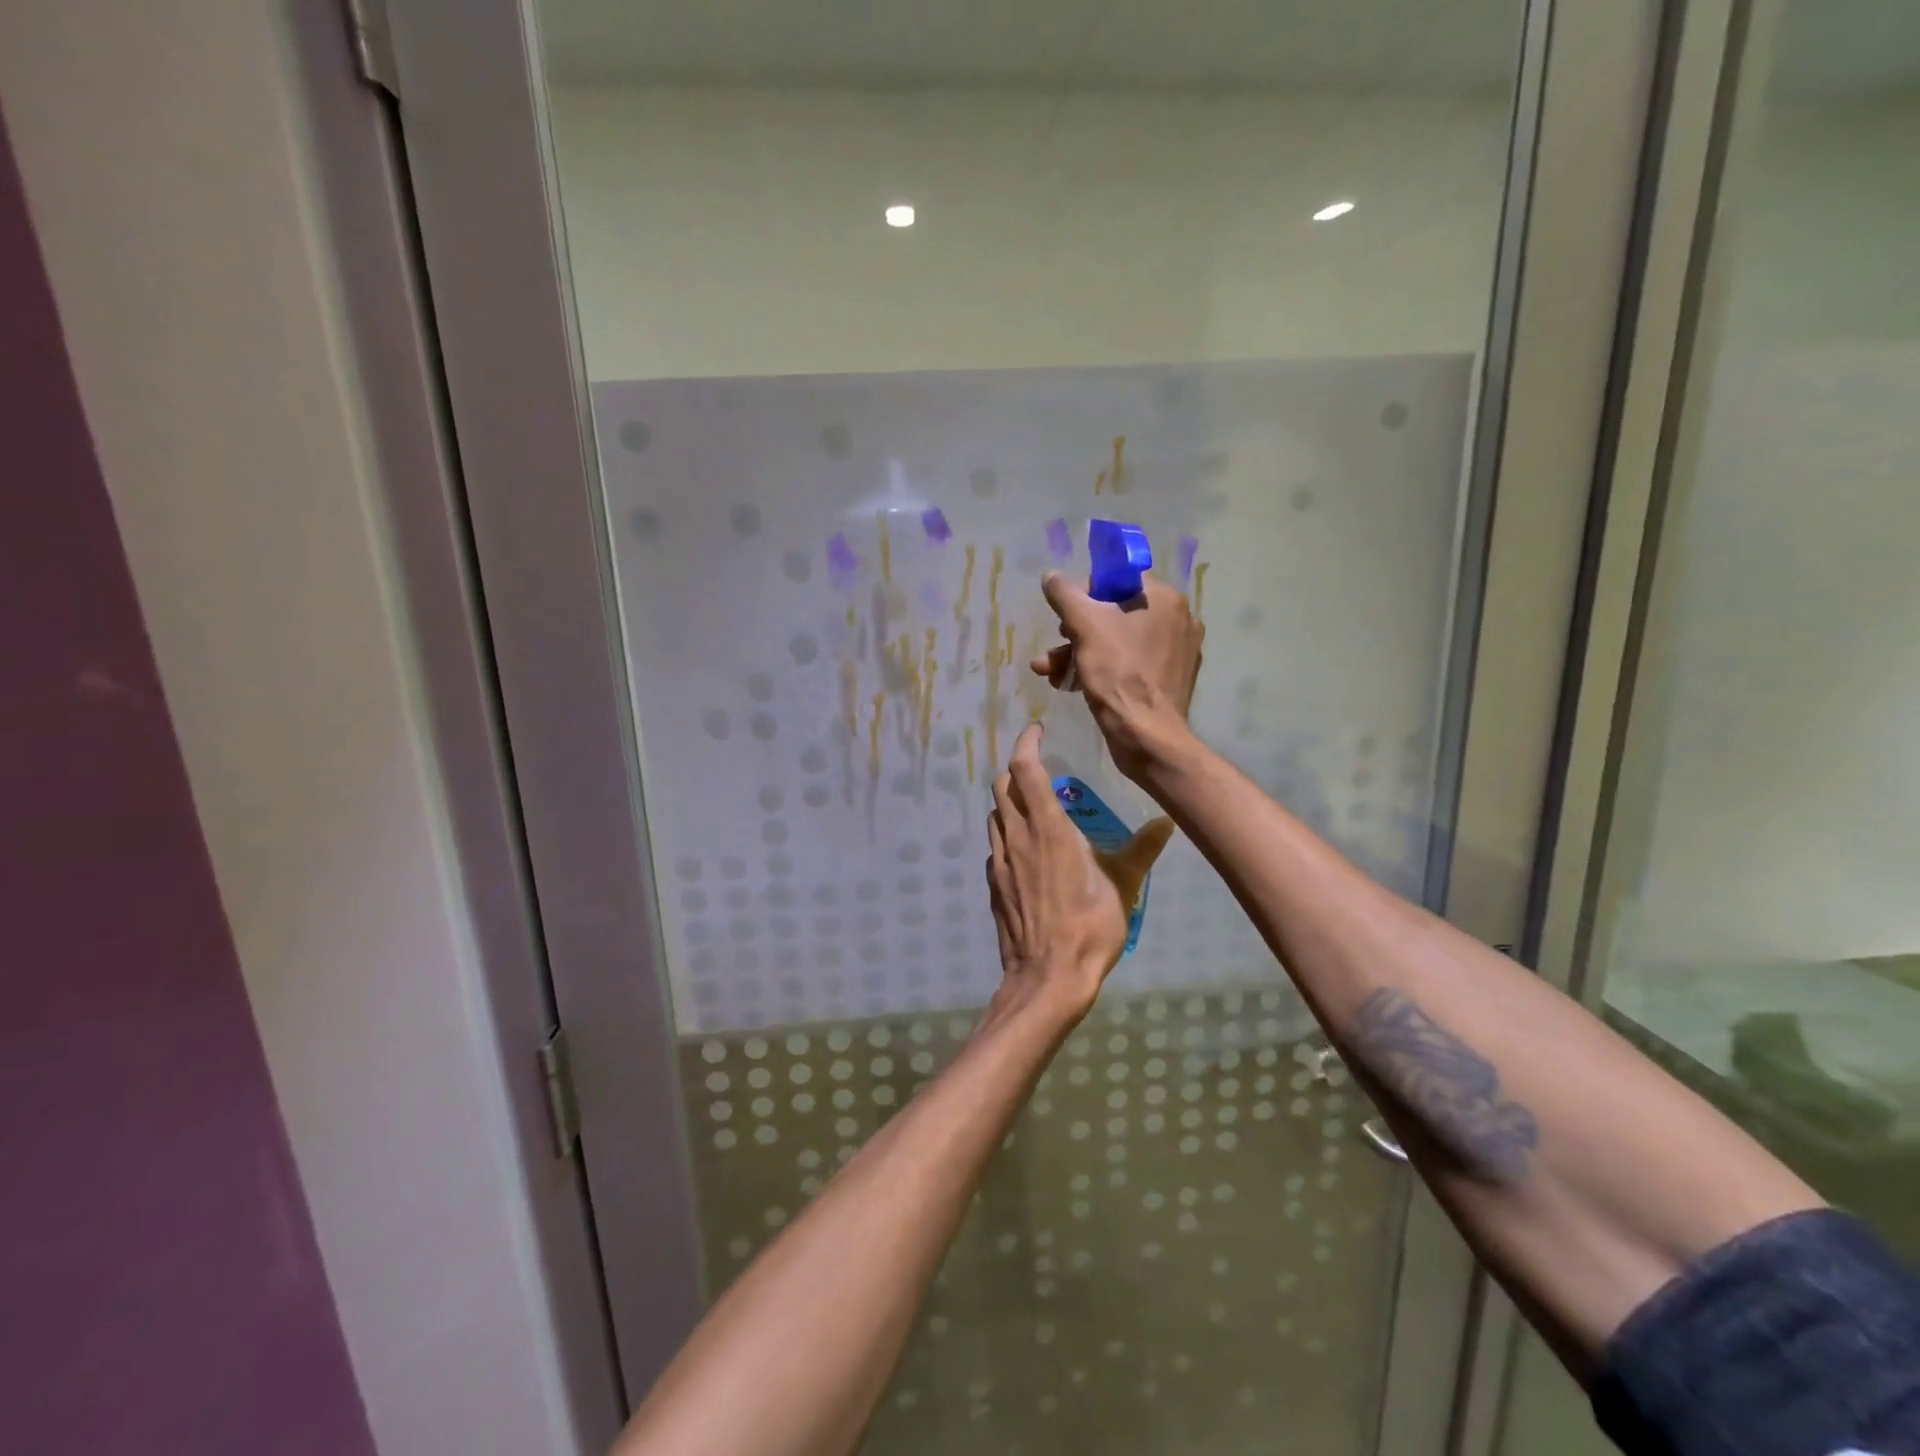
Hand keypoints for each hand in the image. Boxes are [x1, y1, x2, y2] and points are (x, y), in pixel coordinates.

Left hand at [986, 724, 1175, 1017]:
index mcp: (1047, 828)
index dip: (1027, 743)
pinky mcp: (992, 884)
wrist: (1047, 978)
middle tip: (1040, 770)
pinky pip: (995, 846)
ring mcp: (999, 861)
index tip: (1037, 731)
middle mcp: (1016, 836)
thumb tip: (1167, 821)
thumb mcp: (1124, 885)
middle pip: (1002, 786)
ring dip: (1010, 802)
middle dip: (1017, 770)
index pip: (1025, 768)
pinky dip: (1007, 835)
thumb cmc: (1089, 928)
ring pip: (995, 815)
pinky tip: (1027, 853)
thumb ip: (1142, 849)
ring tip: (1035, 808)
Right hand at [1030, 571, 1203, 783]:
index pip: (1118, 580)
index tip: (1067, 618)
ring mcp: (1176, 652)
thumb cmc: (1118, 674)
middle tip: (1055, 649)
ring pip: (1118, 642)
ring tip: (1050, 672)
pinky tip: (1072, 686)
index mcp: (1164, 599)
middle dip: (1076, 631)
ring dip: (1080, 653)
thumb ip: (1065, 594)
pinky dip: (1102, 670)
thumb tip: (1051, 575)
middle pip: (1115, 613)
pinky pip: (1131, 664)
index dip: (1086, 595)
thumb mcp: (1084, 626)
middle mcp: (1178, 620)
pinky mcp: (1170, 680)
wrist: (1146, 736)